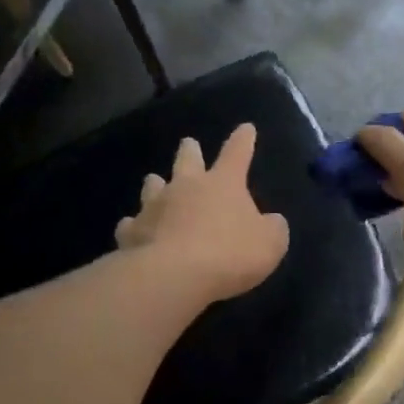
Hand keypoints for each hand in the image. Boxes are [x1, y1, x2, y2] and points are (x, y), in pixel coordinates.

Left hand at [115, 123, 289, 301]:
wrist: (174, 276)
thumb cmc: (230, 254)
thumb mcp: (270, 243)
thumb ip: (272, 228)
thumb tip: (270, 221)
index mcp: (223, 183)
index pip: (237, 153)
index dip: (243, 140)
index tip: (246, 128)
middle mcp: (186, 186)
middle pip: (187, 160)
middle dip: (190, 150)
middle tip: (188, 144)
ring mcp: (155, 207)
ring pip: (153, 186)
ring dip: (156, 183)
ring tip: (154, 181)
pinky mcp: (131, 232)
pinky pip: (131, 224)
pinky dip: (134, 225)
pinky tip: (132, 229)